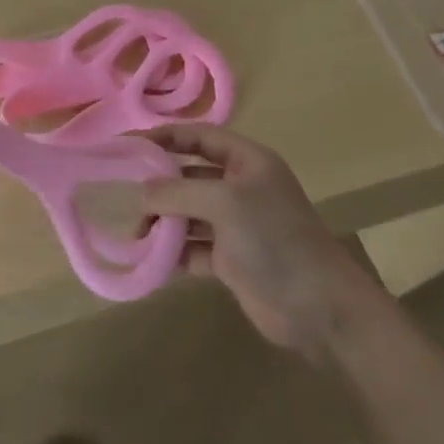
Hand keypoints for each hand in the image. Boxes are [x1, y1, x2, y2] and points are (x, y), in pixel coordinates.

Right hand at [140, 124, 387, 359]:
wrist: (318, 306)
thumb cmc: (274, 238)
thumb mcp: (224, 202)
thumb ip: (178, 192)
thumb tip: (142, 193)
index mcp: (247, 161)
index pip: (199, 136)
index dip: (165, 136)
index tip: (128, 144)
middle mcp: (240, 187)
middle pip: (190, 174)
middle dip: (159, 184)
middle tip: (126, 195)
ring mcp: (236, 225)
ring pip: (188, 212)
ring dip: (163, 220)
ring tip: (137, 234)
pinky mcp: (230, 260)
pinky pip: (192, 246)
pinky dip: (172, 251)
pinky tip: (150, 258)